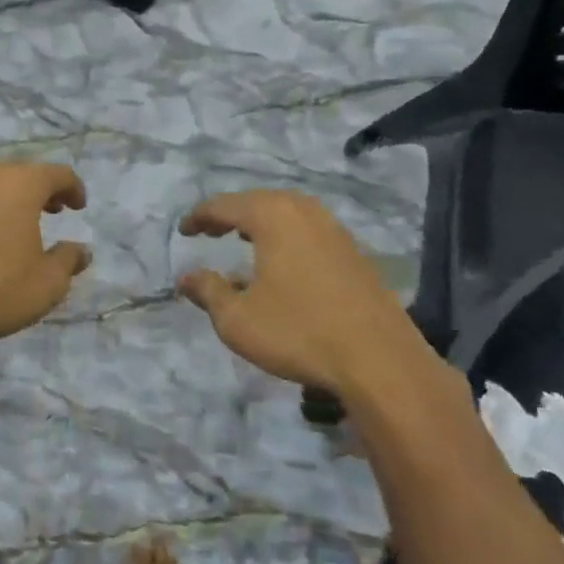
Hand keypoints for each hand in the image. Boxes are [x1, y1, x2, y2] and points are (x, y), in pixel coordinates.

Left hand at [0, 163, 90, 345]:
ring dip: (9, 198)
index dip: (73, 187)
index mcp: (22, 186)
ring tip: (17, 224)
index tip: (79, 207)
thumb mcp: (47, 284)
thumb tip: (81, 250)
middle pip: (22, 173)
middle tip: (53, 211)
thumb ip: (68, 260)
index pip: (57, 173)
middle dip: (41, 190)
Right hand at [177, 189, 439, 405]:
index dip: (199, 217)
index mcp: (272, 216)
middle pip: (256, 202)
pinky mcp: (352, 251)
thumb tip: (185, 278)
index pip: (224, 205)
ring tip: (240, 239)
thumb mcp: (238, 319)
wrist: (380, 361)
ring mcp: (333, 229)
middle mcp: (303, 211)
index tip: (183, 231)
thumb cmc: (299, 332)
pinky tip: (280, 261)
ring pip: (285, 213)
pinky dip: (284, 236)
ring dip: (258, 223)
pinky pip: (306, 229)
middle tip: (208, 232)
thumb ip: (208, 292)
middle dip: (229, 215)